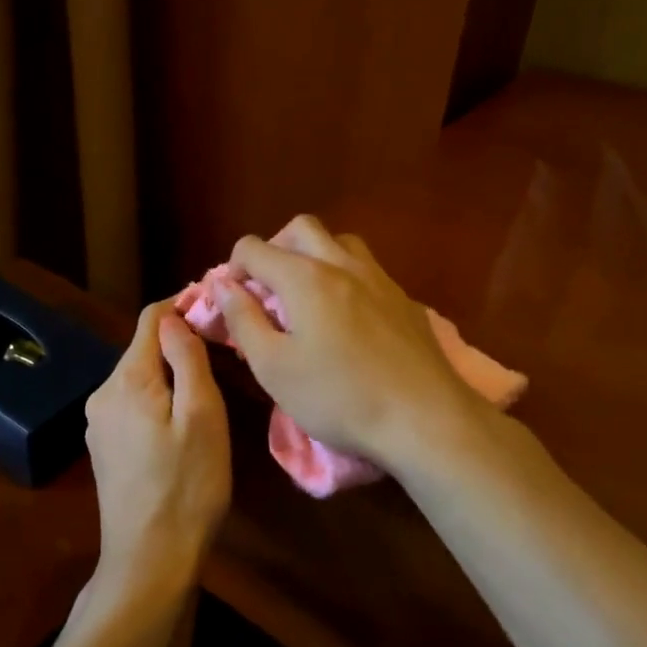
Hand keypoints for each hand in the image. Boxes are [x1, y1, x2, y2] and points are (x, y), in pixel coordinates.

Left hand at [83, 300, 230, 608]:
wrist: (149, 560)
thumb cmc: (187, 486)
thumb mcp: (202, 417)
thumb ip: (187, 359)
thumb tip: (175, 315)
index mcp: (126, 380)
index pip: (150, 320)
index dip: (182, 304)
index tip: (217, 305)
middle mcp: (103, 394)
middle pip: (143, 349)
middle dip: (178, 340)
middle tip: (223, 347)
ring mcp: (99, 424)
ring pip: (139, 378)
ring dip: (170, 371)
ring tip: (210, 381)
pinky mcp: (104, 448)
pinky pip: (133, 404)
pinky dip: (158, 398)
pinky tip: (182, 418)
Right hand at [214, 215, 480, 467]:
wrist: (424, 418)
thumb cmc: (338, 397)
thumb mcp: (274, 367)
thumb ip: (243, 320)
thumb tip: (222, 286)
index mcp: (304, 277)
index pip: (255, 248)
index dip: (233, 269)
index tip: (234, 302)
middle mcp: (342, 264)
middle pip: (301, 228)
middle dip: (275, 248)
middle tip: (268, 289)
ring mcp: (379, 279)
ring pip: (340, 242)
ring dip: (315, 255)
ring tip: (307, 296)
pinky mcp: (404, 299)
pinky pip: (367, 269)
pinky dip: (345, 276)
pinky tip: (347, 317)